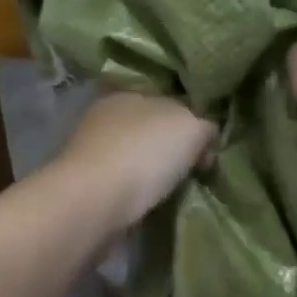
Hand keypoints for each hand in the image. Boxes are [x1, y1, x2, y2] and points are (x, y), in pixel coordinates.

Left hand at [55, 91, 216, 230]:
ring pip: (135, 156)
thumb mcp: (192, 127)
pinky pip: (124, 183)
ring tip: (178, 188)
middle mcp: (105, 116)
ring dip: (154, 170)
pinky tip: (153, 201)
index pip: (165, 97)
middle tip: (197, 168)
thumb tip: (207, 136)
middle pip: (149, 128)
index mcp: (127, 91)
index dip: (190, 117)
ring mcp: (92, 152)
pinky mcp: (88, 185)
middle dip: (172, 145)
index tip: (208, 143)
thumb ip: (206, 125)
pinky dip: (139, 191)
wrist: (93, 204)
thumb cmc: (144, 154)